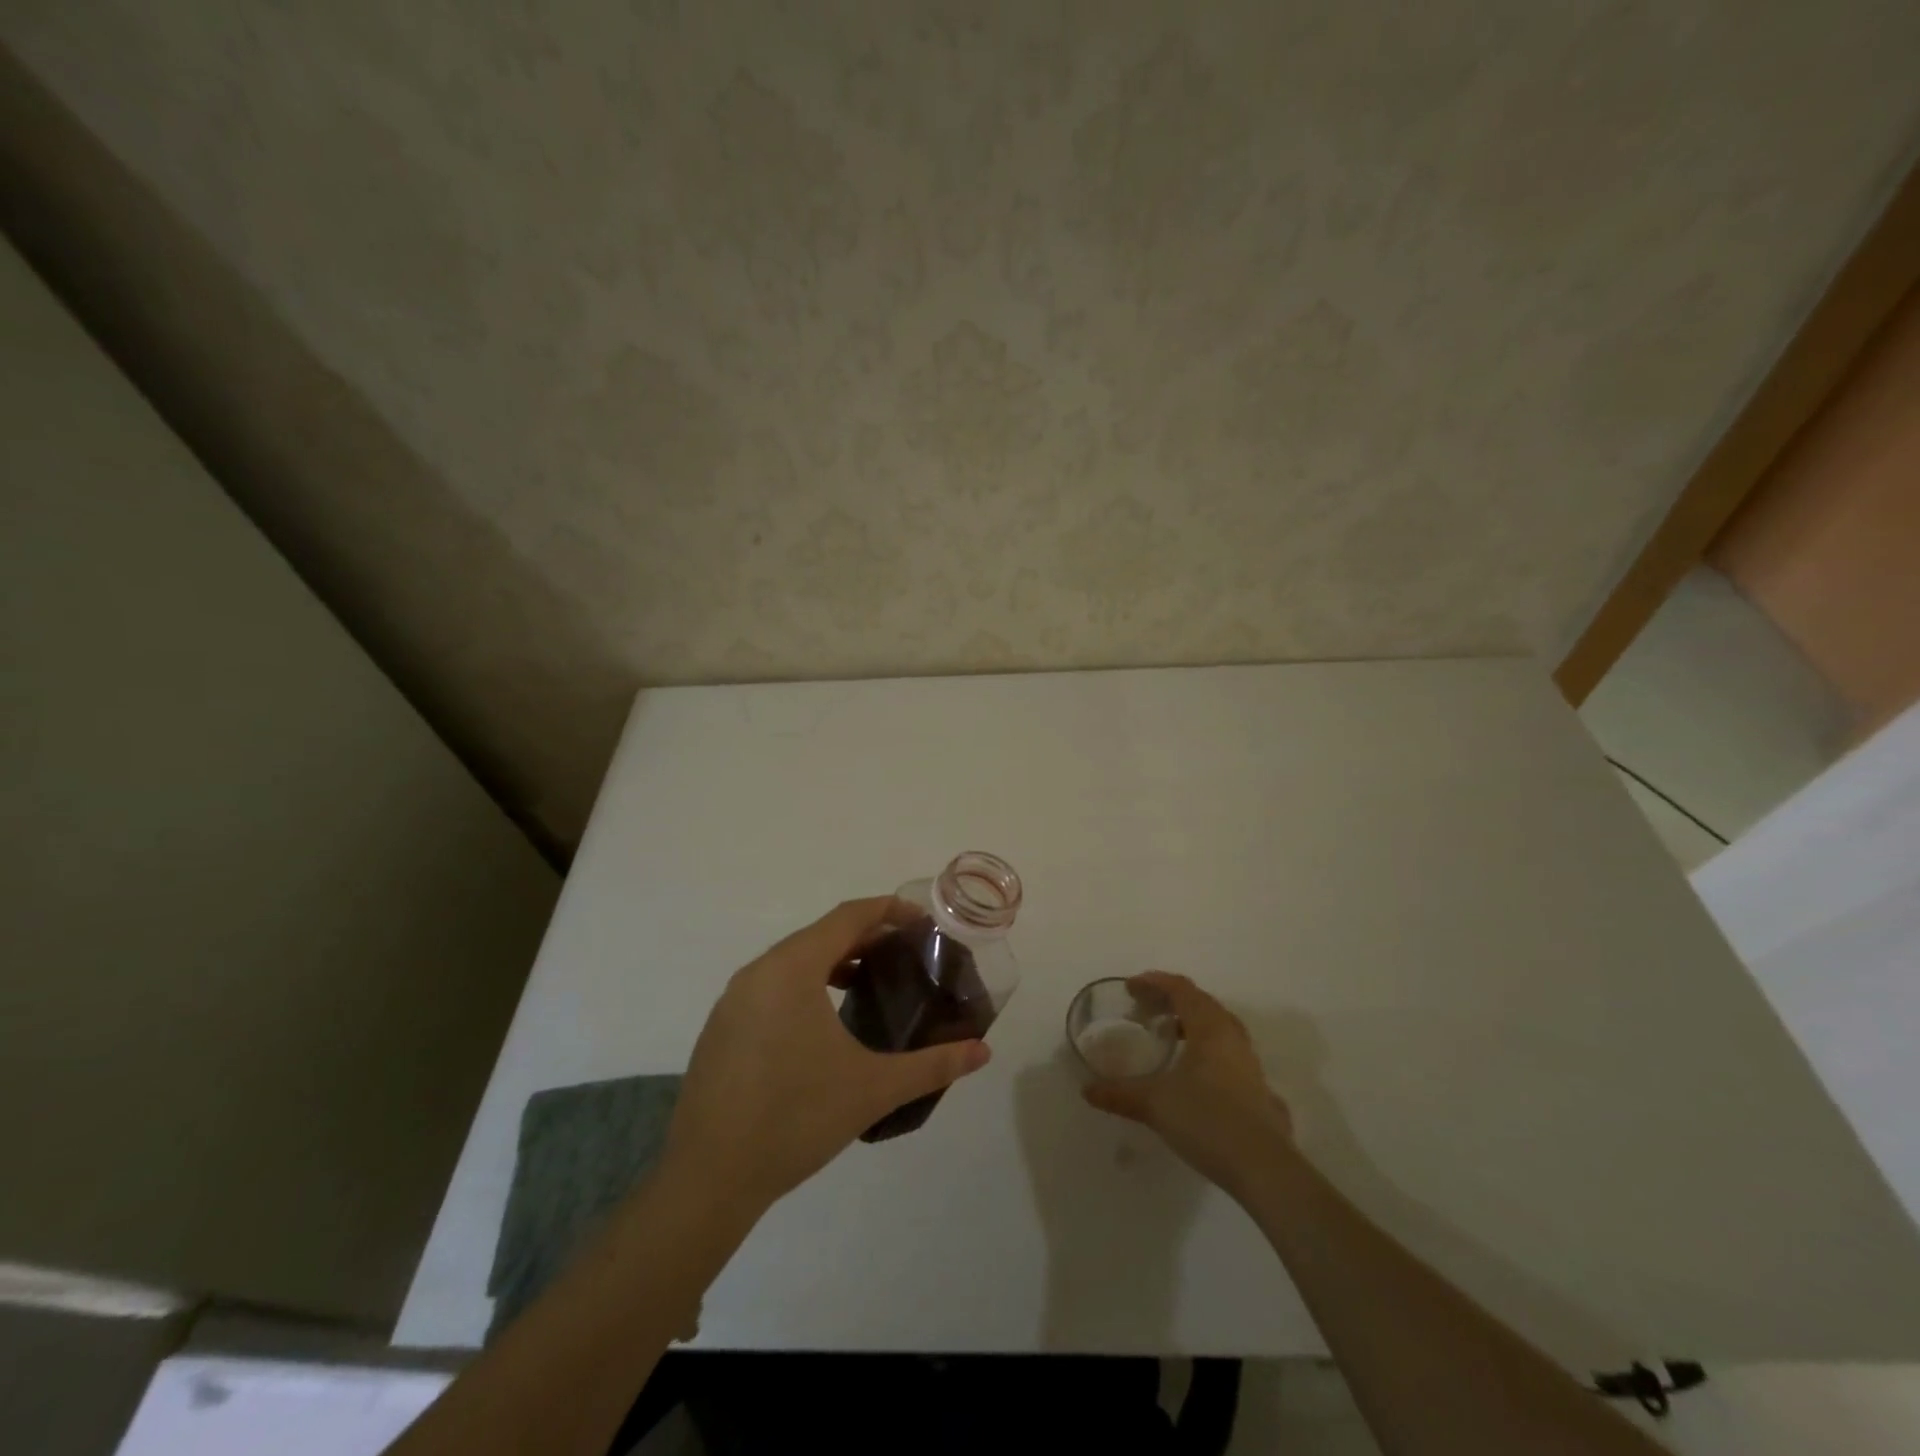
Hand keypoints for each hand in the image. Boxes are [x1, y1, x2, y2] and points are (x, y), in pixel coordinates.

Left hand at [659, 898, 990, 1219]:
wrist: (708, 1179)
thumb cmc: (796, 1119)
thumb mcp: (873, 1088)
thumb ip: (933, 1065)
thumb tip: (983, 1052)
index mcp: (792, 968)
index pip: (848, 917)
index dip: (888, 910)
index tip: (922, 920)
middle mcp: (758, 972)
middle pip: (820, 934)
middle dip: (865, 936)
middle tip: (905, 953)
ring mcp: (733, 1001)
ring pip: (792, 961)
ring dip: (833, 961)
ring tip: (870, 982)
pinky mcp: (721, 1029)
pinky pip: (771, 986)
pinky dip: (805, 985)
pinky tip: (824, 1023)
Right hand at [1082, 972, 1292, 1194]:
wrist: (1264, 1169)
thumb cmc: (1207, 1121)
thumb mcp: (1155, 1104)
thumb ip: (1120, 1093)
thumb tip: (1087, 1090)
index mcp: (1210, 1028)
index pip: (1181, 989)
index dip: (1155, 982)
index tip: (1131, 987)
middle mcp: (1232, 1037)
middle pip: (1201, 1003)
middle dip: (1171, 1001)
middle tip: (1145, 1010)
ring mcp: (1250, 1064)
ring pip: (1218, 1028)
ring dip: (1191, 1025)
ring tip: (1168, 1038)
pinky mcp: (1258, 1090)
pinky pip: (1228, 1054)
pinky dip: (1206, 1051)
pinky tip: (1194, 1076)